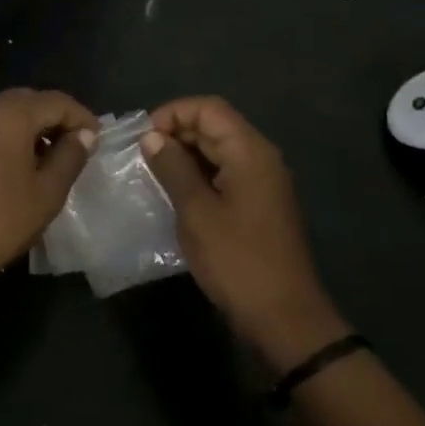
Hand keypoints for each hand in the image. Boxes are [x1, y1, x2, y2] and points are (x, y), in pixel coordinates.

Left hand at [0, 89, 98, 296]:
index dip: (81, 117)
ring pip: (5, 110)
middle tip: (75, 146)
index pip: (56, 101)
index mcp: (11, 114)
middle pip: (28, 100)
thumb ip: (70, 157)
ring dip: (29, 124)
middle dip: (54, 117)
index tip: (97, 139)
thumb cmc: (0, 221)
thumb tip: (84, 134)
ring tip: (47, 155)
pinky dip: (6, 132)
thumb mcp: (47, 192)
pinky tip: (16, 162)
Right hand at [142, 96, 347, 367]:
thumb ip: (172, 168)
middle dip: (176, 133)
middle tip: (141, 157)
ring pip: (218, 149)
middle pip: (215, 125)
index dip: (172, 114)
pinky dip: (198, 174)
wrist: (283, 317)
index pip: (208, 108)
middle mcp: (260, 158)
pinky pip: (225, 172)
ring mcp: (262, 181)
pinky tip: (175, 193)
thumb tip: (151, 138)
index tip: (143, 138)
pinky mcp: (259, 203)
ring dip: (185, 154)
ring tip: (152, 173)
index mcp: (250, 152)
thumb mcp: (196, 211)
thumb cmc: (237, 260)